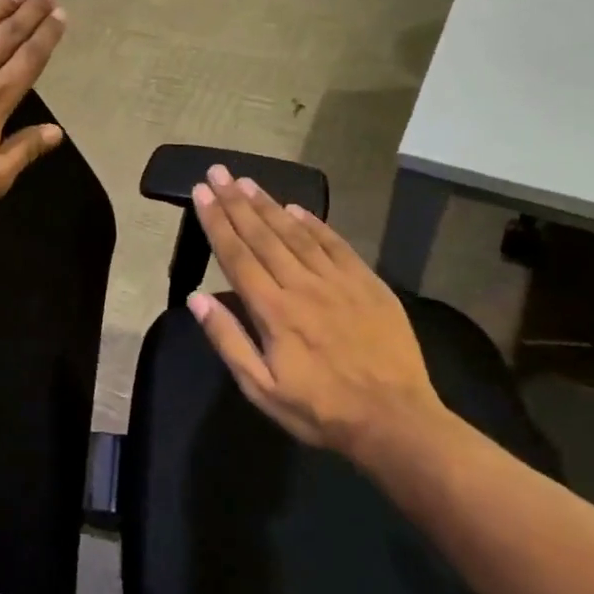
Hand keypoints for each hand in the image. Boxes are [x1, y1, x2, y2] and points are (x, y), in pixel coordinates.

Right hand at [185, 165, 443, 458]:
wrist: (396, 421)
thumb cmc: (321, 410)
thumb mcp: (261, 389)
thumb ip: (228, 340)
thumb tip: (196, 298)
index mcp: (273, 311)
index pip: (236, 255)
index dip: (216, 221)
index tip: (201, 192)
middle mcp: (301, 285)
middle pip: (262, 235)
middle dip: (235, 201)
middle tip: (217, 172)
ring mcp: (338, 281)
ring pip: (296, 233)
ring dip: (268, 205)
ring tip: (247, 181)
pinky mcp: (368, 284)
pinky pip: (335, 244)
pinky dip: (314, 223)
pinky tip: (297, 208)